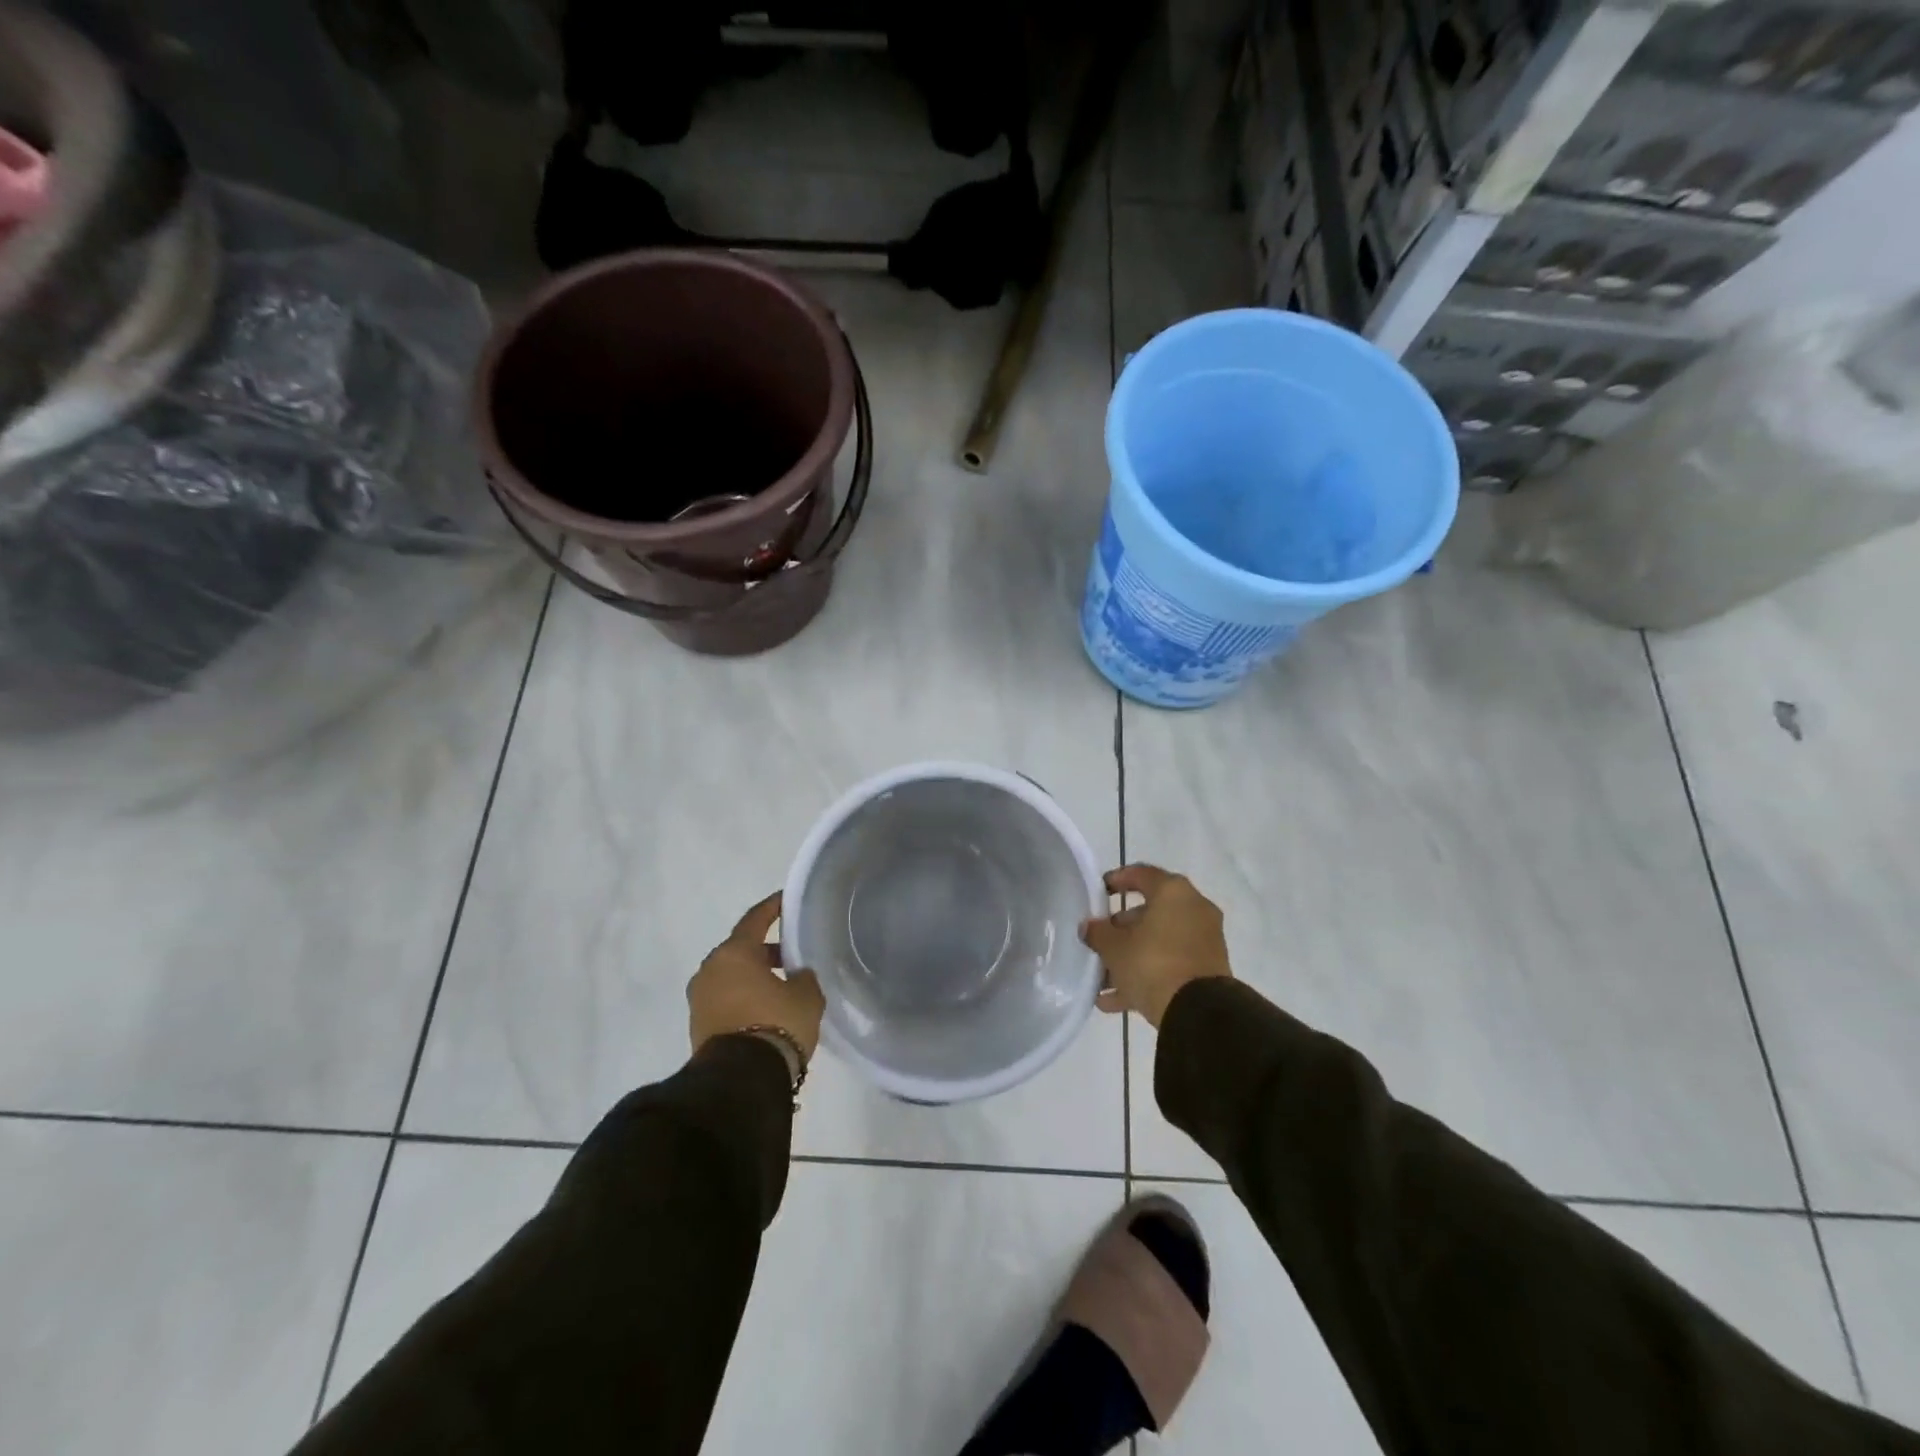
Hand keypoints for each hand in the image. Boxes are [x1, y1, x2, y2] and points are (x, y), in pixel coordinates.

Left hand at [688, 893, 824, 1061]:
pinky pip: (725, 1000)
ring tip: (782, 988)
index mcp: (734, 952)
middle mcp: (710, 969)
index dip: (772, 907)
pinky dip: (744, 998)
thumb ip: (803, 977)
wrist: (741, 1080)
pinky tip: (766, 1010)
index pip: (755, 919)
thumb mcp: (806, 995)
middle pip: (741, 950)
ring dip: (753, 978)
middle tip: (791, 956)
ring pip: (731, 977)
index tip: (785, 899)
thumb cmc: (776, 1023)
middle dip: (765, 951)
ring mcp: (700, 999)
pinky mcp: (698, 1026)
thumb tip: (796, 976)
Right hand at [1080, 865, 1231, 1027]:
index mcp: (1173, 892)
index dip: (1116, 880)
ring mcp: (1204, 941)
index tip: (1098, 891)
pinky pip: (1170, 965)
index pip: (1141, 874)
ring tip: (1101, 977)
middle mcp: (1194, 910)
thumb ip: (1097, 932)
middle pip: (1151, 912)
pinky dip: (1146, 976)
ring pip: (1159, 942)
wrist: (1198, 1013)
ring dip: (1131, 956)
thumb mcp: (1114, 948)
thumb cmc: (1152, 964)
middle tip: (1098, 940)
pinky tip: (1113, 1000)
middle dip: (1121, 928)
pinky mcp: (1207, 970)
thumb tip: (1089, 927)